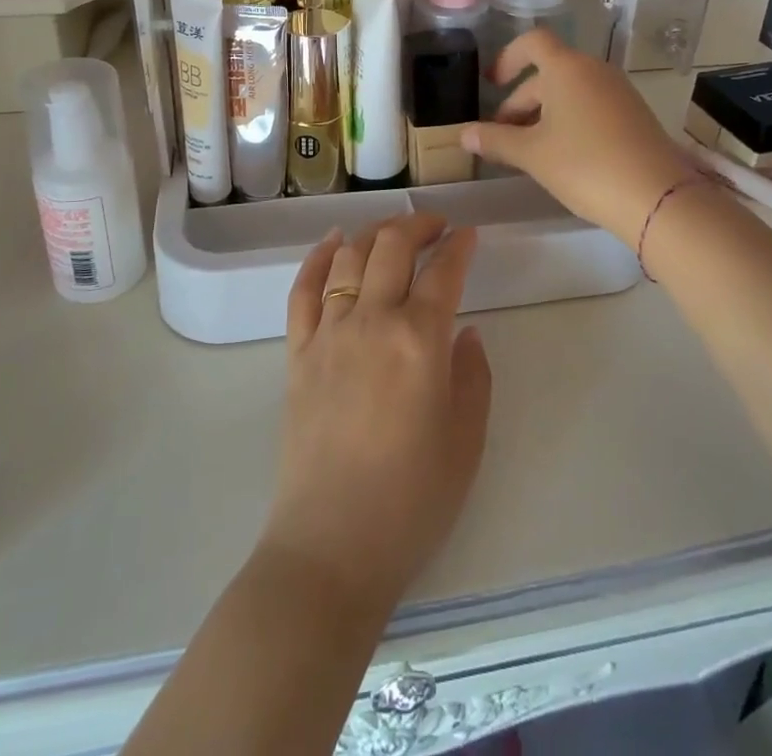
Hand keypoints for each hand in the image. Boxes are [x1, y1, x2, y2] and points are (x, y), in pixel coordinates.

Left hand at [260, 214, 491, 620]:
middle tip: (436, 225)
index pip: (444, 272)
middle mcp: (372, 321)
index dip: (460, 245)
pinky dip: (318, 257)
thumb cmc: (411, 500)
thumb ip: (473, 376)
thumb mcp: (466, 440)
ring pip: (349, 257)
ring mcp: (329, 333)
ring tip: (392, 232)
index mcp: (420, 341)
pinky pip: (303, 289)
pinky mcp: (297, 352)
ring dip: (373, 233)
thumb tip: (464, 332)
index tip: (470, 234)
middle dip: (417, 224)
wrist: (331, 546)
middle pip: (392, 247)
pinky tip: (333, 242)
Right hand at [463, 29, 697, 244]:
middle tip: (503, 137)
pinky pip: (591, 105)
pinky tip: (564, 156)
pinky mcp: (634, 114)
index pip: (532, 42)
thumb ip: (495, 140)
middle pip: (548, 73)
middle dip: (520, 101)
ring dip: (544, 114)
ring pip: (570, 92)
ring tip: (530, 151)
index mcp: (567, 68)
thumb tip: (463, 134)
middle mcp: (595, 70)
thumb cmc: (585, 165)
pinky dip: (570, 121)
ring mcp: (619, 92)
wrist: (657, 197)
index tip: (492, 84)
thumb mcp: (532, 154)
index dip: (508, 58)